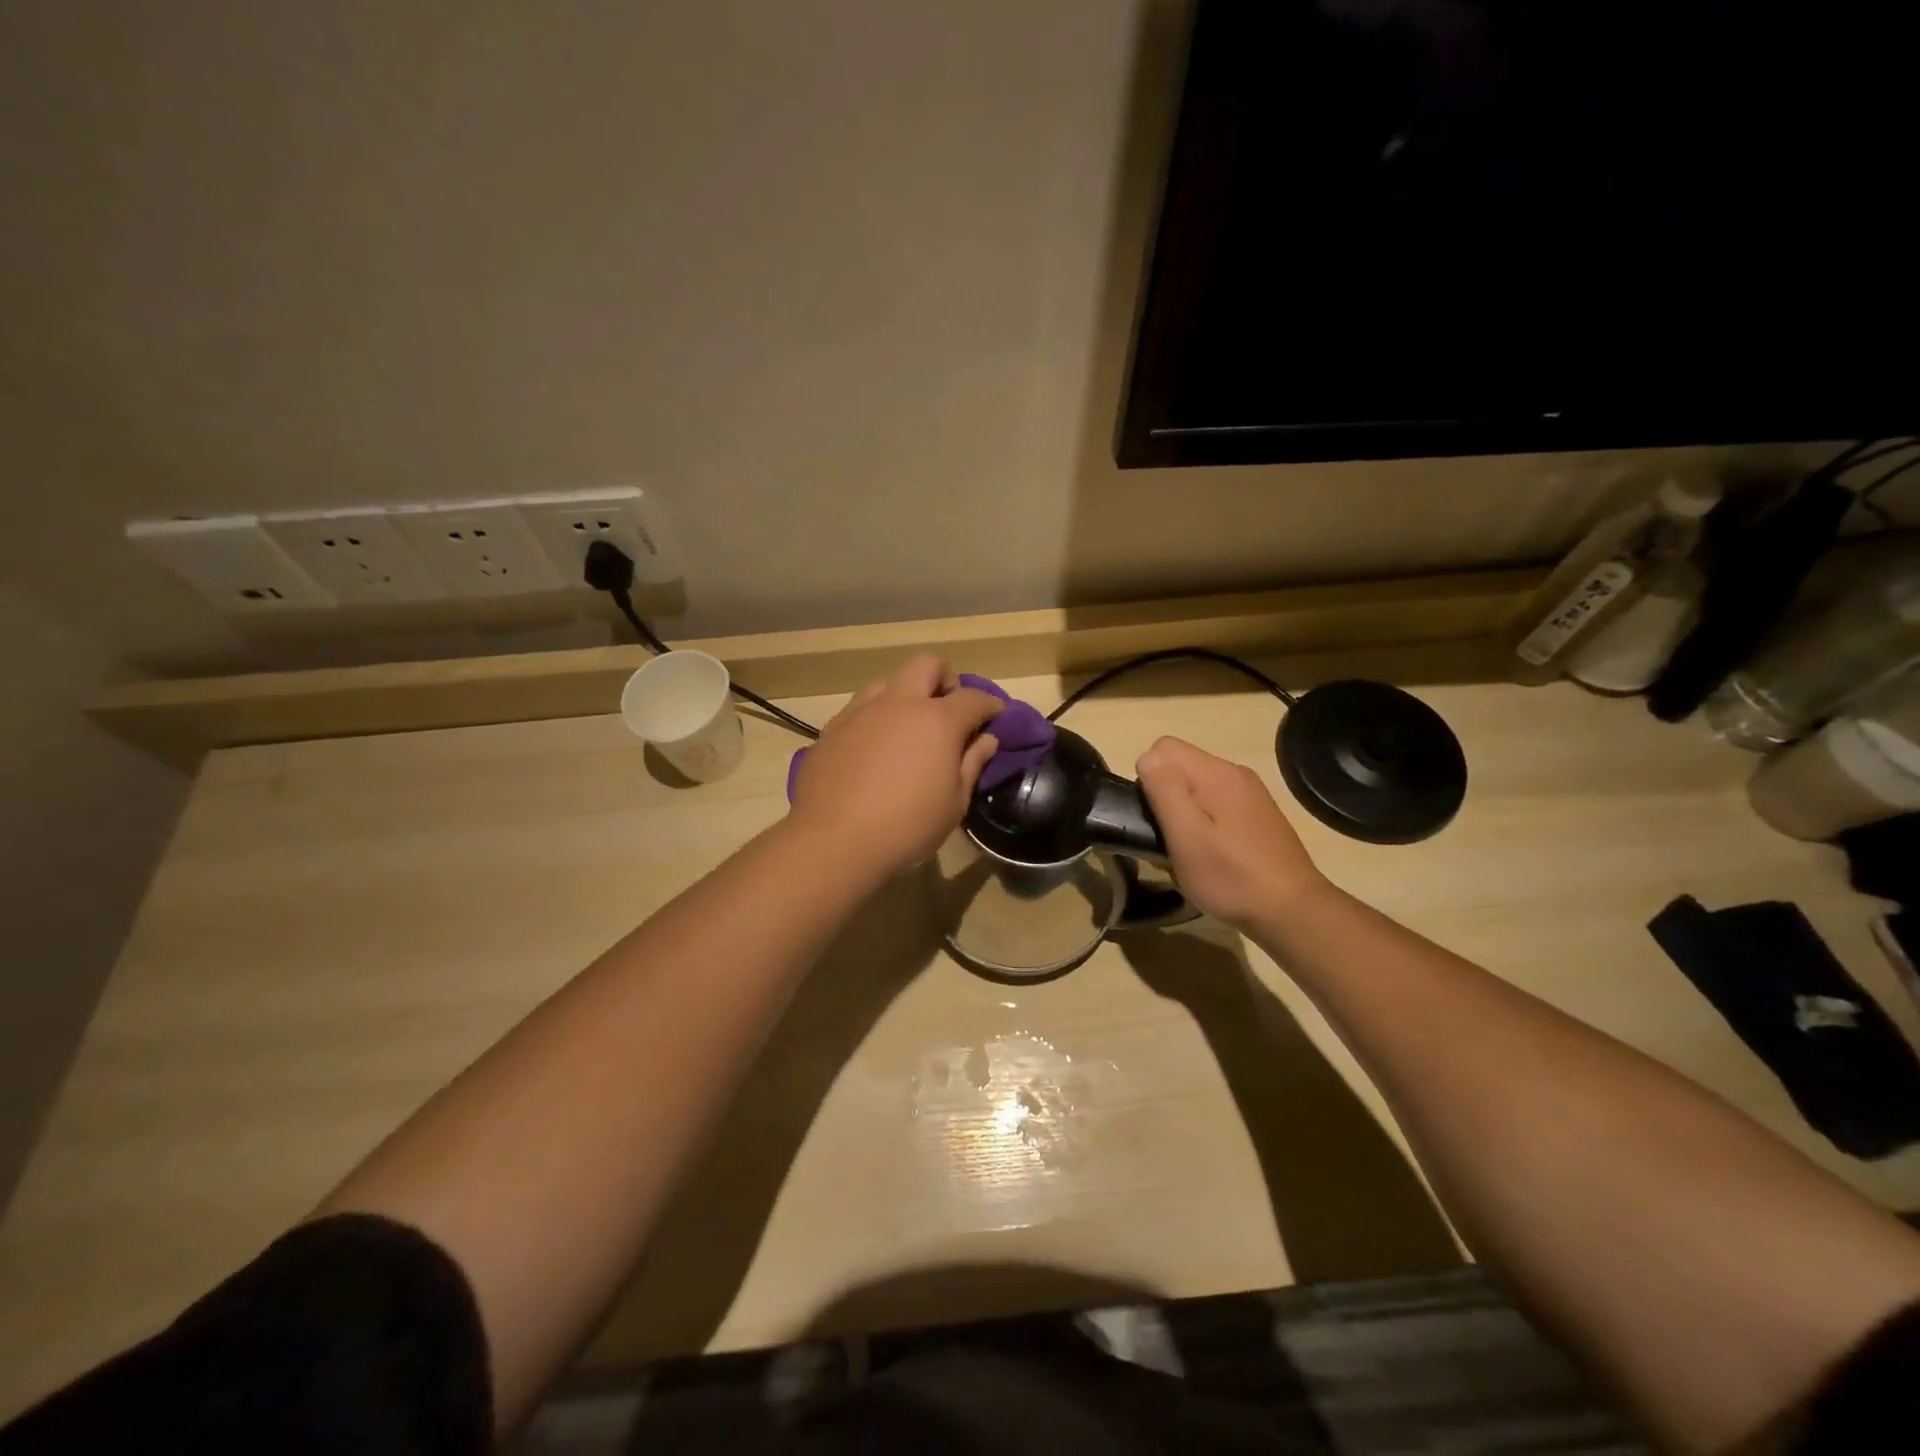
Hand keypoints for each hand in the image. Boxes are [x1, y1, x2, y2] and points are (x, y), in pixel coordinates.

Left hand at [789, 656, 1001, 878]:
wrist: (834, 840)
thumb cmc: (907, 826)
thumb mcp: (954, 803)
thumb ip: (972, 764)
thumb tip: (986, 739)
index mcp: (937, 720)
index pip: (973, 698)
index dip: (990, 705)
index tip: (995, 717)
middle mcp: (899, 703)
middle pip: (928, 665)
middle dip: (945, 681)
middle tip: (949, 712)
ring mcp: (861, 711)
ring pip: (889, 682)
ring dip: (906, 696)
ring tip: (908, 729)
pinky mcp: (833, 727)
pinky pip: (861, 707)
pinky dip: (877, 717)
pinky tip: (875, 749)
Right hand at [1136, 736, 1326, 932]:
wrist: (1293, 912)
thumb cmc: (1231, 876)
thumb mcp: (1186, 836)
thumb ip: (1165, 790)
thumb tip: (1147, 757)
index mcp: (1217, 773)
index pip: (1163, 747)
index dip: (1149, 778)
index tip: (1156, 816)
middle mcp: (1236, 773)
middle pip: (1181, 765)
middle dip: (1166, 795)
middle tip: (1171, 838)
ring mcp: (1251, 793)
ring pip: (1197, 786)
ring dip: (1185, 812)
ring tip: (1190, 850)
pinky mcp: (1259, 814)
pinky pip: (1216, 802)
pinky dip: (1205, 821)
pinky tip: (1214, 853)